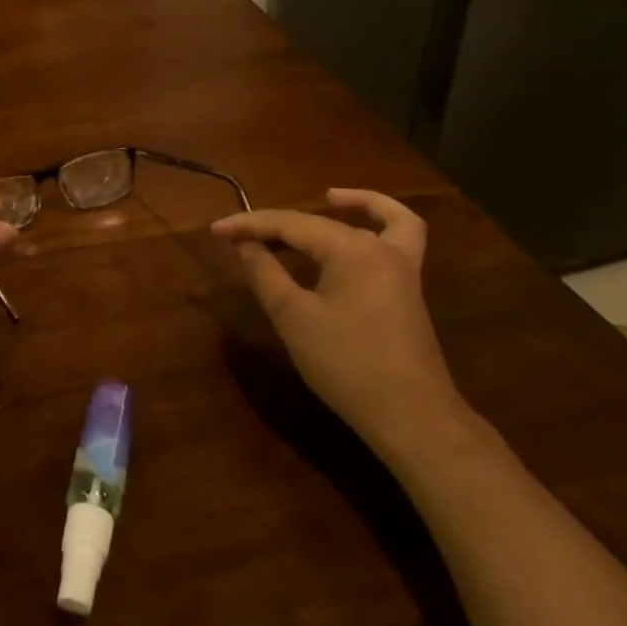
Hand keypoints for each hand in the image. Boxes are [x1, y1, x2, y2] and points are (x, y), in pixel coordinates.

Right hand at [211, 189, 467, 452]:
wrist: (411, 417)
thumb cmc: (347, 364)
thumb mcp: (294, 318)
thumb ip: (266, 274)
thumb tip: (245, 245)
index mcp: (351, 248)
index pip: (290, 224)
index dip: (249, 225)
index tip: (215, 230)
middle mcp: (380, 246)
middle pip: (321, 222)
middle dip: (277, 226)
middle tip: (239, 237)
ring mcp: (401, 266)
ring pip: (369, 222)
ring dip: (340, 210)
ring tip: (311, 207)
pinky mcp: (407, 288)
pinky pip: (399, 237)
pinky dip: (381, 221)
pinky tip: (360, 228)